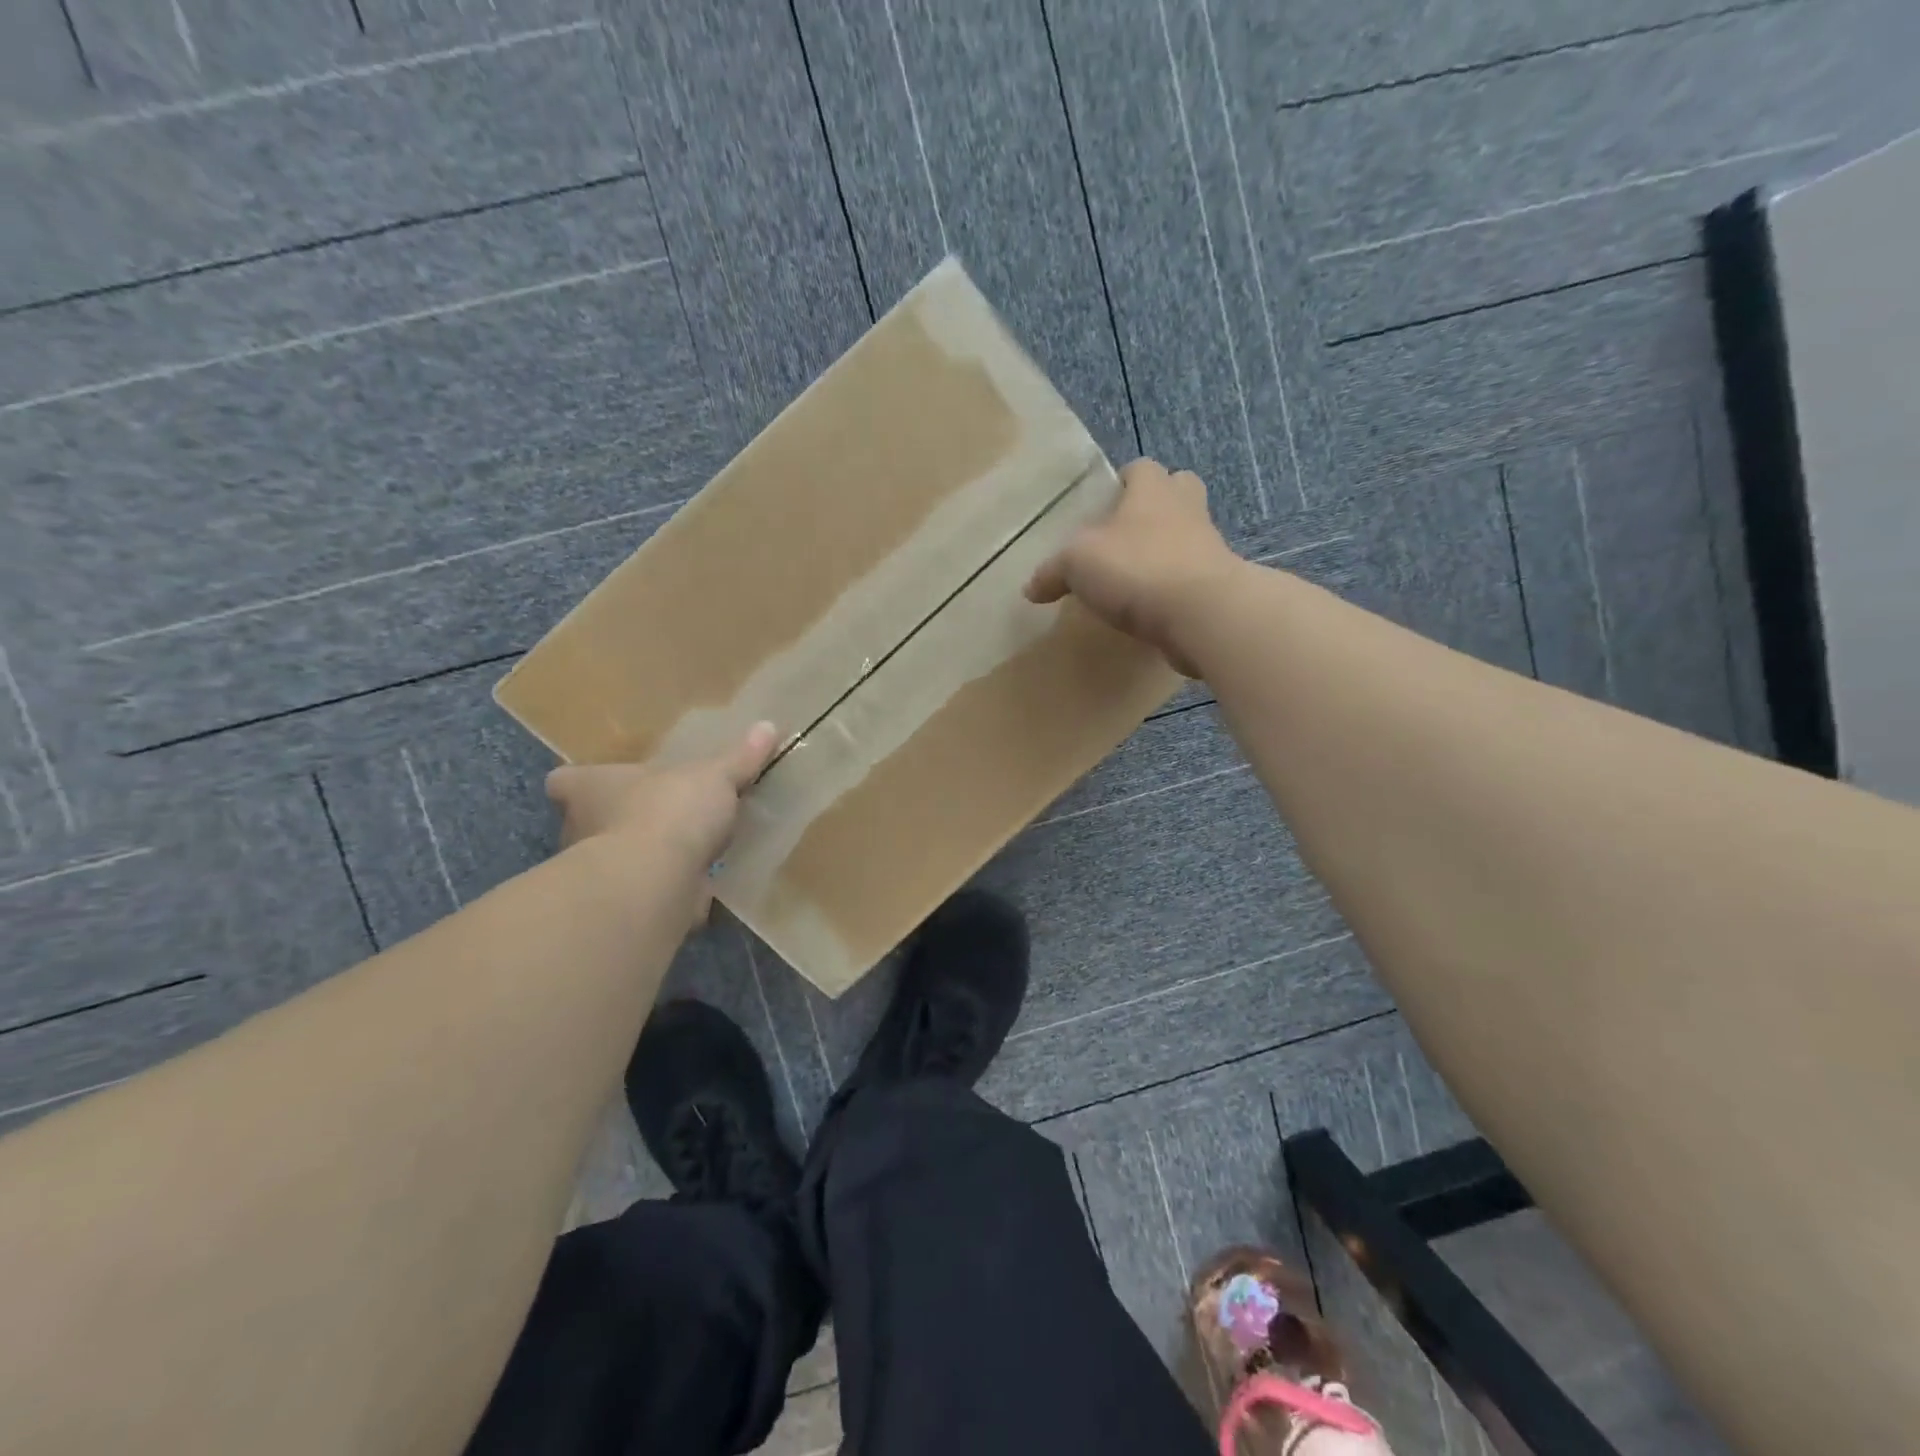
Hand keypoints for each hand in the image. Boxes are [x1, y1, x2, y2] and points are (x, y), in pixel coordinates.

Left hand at [546, 723, 778, 924]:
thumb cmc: (669, 810)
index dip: (578, 782)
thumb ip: (739, 758)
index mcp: (591, 788)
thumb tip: (768, 726)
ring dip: (642, 859)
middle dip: (619, 821)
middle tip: (658, 817)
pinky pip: (644, 893)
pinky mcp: (621, 905)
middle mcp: (580, 829)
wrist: (655, 882)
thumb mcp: (714, 776)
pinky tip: (696, 888)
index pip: (565, 781)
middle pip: (588, 821)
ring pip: (615, 860)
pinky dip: (665, 892)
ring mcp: (598, 873)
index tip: (600, 783)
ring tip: (683, 853)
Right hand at [1026, 458, 1238, 676]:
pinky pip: (1192, 577)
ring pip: (1188, 535)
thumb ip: (1052, 572)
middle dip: (1157, 505)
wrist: (1201, 612)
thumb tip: (1030, 588)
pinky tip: (1152, 608)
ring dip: (1167, 549)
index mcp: (1152, 490)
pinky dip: (1174, 587)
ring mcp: (1208, 547)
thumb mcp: (1076, 564)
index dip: (1124, 480)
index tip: (1107, 501)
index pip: (1141, 468)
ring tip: (1136, 575)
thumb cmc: (1137, 567)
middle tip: (1127, 532)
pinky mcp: (1217, 585)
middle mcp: (1186, 509)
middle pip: (1177, 491)